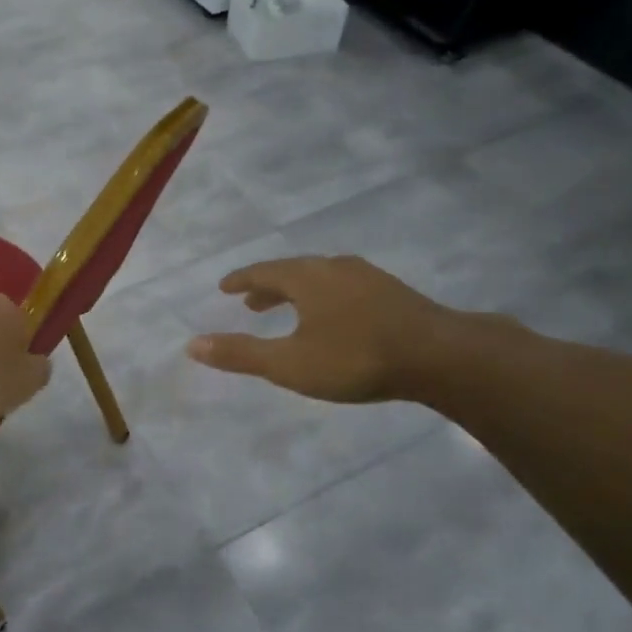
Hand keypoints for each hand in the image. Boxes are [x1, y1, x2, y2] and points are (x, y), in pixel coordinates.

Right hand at [185, 256, 454, 402]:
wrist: (441, 356)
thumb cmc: (355, 358)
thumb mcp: (290, 363)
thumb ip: (241, 354)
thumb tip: (191, 344)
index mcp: (306, 277)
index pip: (263, 271)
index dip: (241, 279)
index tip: (224, 287)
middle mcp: (335, 268)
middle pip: (292, 271)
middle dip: (268, 287)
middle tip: (251, 302)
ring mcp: (368, 277)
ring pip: (321, 279)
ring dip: (298, 292)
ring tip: (289, 311)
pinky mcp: (393, 293)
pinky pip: (345, 287)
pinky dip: (325, 298)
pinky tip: (336, 318)